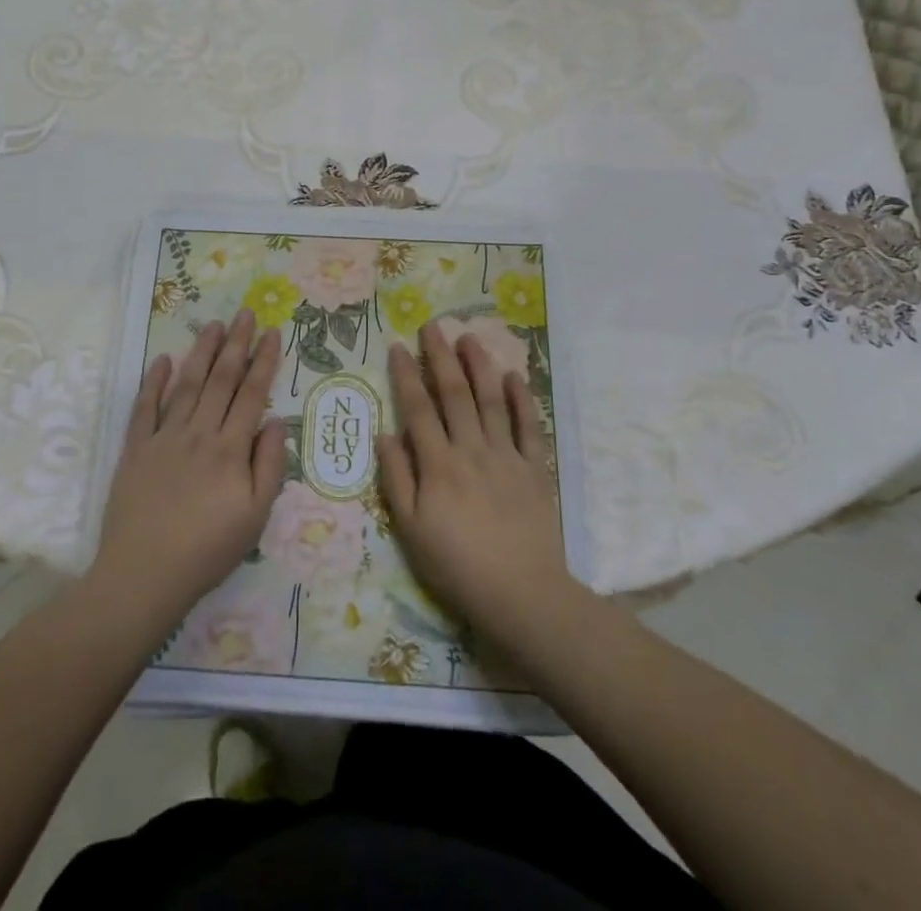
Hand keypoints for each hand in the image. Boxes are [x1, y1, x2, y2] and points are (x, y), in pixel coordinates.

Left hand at [91, 309, 284, 632]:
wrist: (143, 575)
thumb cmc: (207, 550)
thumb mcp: (255, 517)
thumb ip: (269, 466)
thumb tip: (274, 421)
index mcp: (230, 450)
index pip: (252, 394)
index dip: (264, 361)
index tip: (272, 333)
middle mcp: (199, 433)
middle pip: (221, 380)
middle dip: (235, 344)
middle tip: (244, 313)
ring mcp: (164, 438)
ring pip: (187, 385)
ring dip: (201, 352)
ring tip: (213, 325)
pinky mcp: (135, 449)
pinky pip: (145, 407)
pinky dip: (154, 381)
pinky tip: (163, 360)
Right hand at [379, 321, 575, 652]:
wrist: (521, 594)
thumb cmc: (456, 565)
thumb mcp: (411, 529)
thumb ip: (396, 478)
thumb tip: (384, 433)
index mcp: (438, 464)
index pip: (417, 408)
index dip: (406, 374)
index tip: (398, 345)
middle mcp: (471, 449)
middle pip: (454, 394)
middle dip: (440, 356)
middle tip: (432, 326)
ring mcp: (507, 456)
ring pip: (491, 400)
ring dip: (479, 366)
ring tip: (469, 337)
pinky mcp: (535, 469)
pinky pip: (529, 427)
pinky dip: (522, 400)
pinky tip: (514, 376)